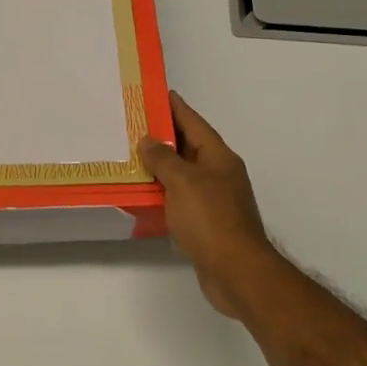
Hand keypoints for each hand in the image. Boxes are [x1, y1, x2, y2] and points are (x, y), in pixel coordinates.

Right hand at [138, 92, 285, 320]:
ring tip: (131, 156)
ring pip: (183, 174)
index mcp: (219, 157)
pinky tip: (144, 193)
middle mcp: (219, 174)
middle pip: (189, 147)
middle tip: (132, 124)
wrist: (235, 271)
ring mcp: (214, 199)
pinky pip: (181, 198)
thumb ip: (164, 159)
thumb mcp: (182, 182)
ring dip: (160, 166)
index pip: (194, 122)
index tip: (155, 93)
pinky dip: (163, 192)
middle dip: (163, 136)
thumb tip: (149, 140)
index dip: (174, 107)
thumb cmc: (210, 219)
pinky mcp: (206, 223)